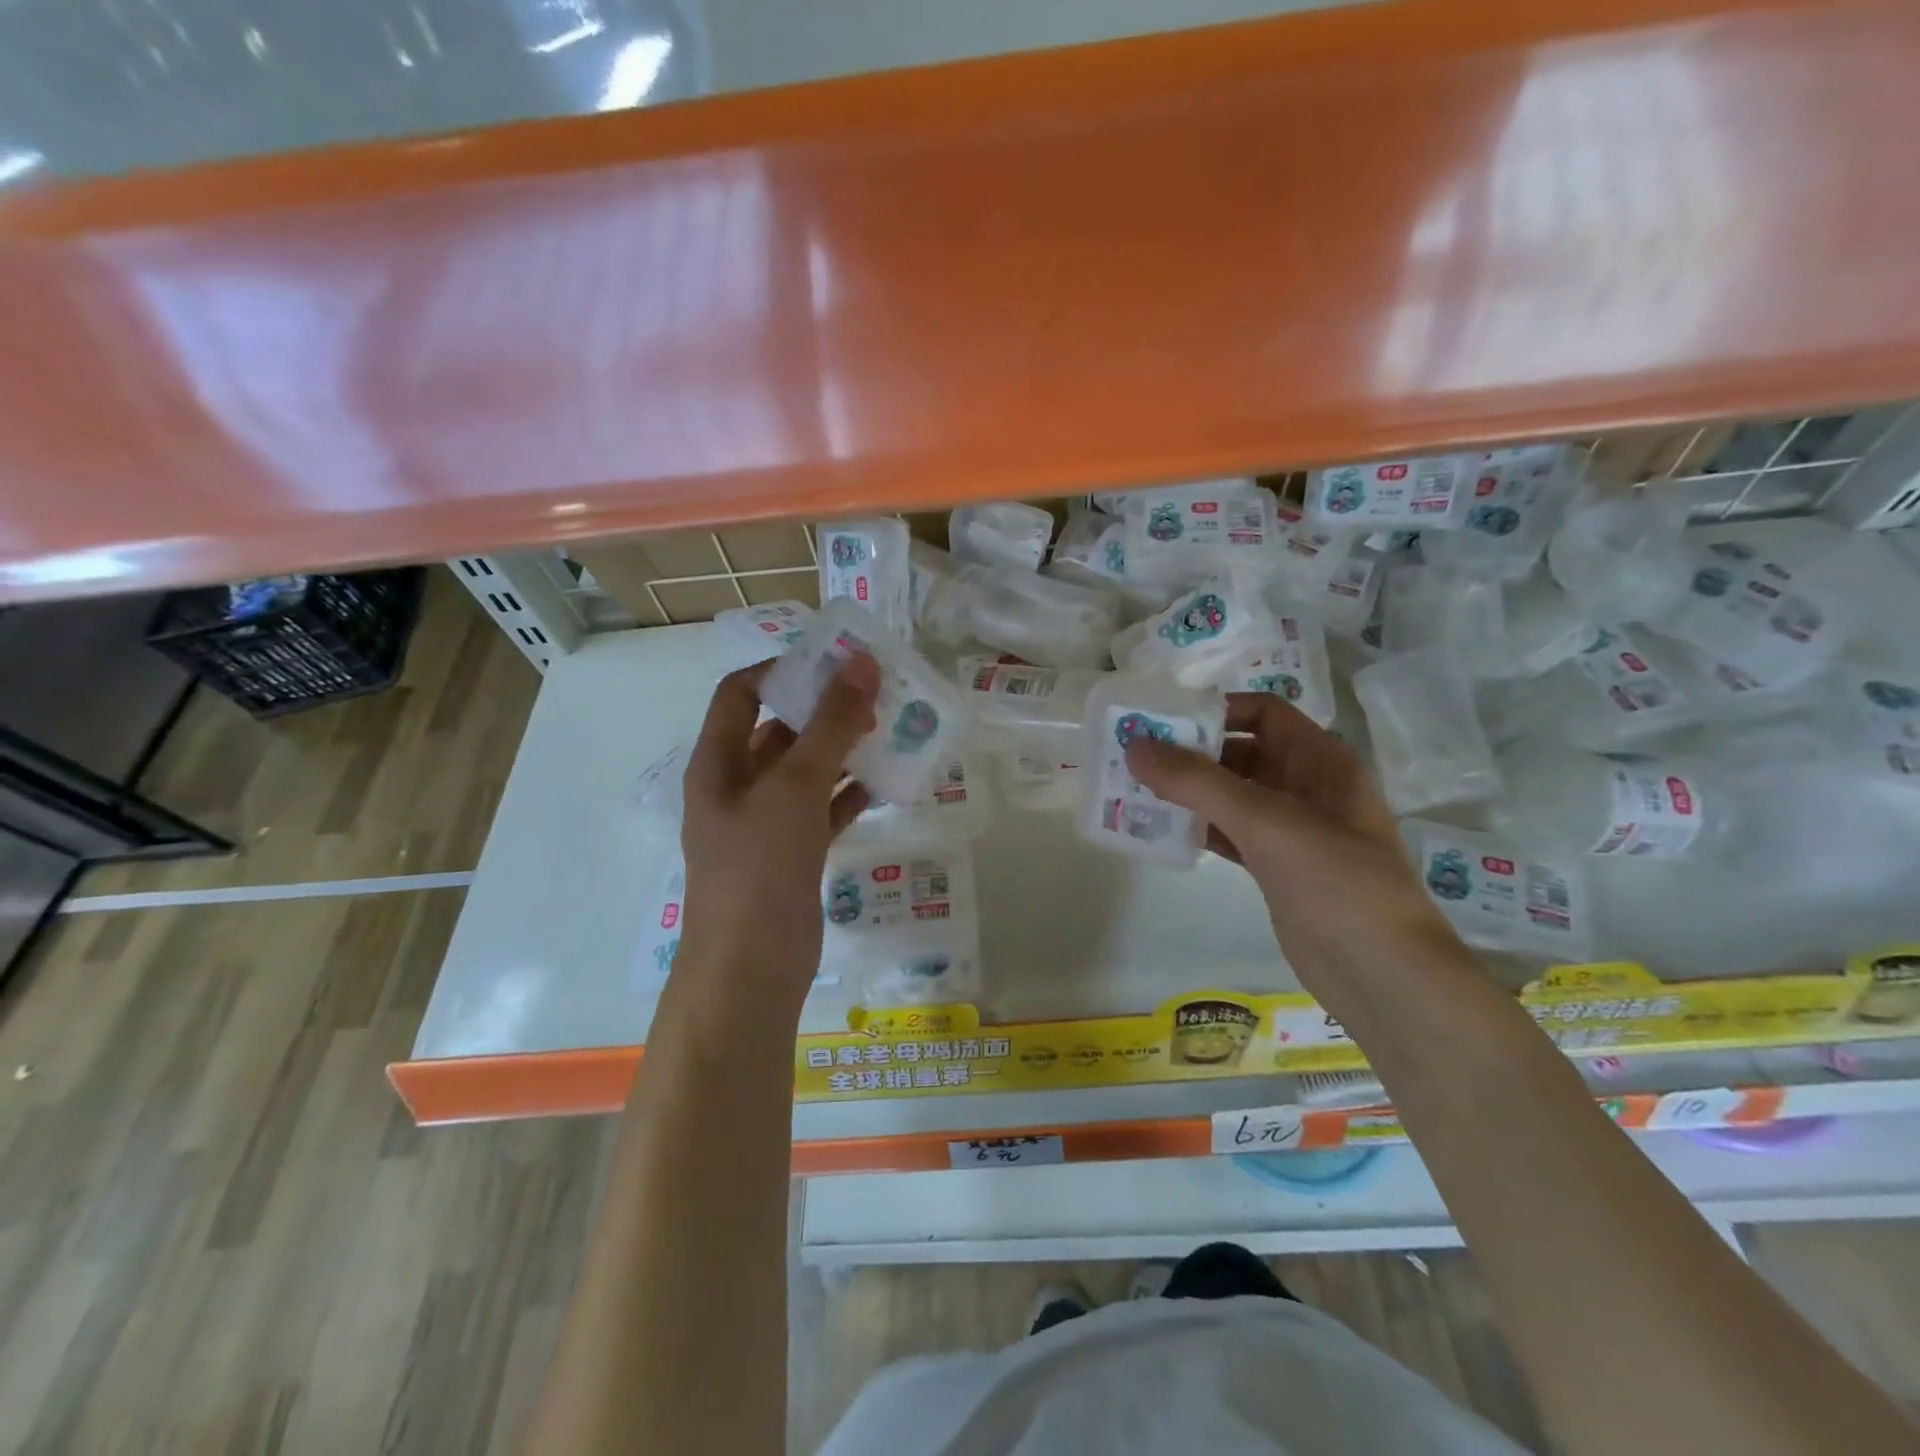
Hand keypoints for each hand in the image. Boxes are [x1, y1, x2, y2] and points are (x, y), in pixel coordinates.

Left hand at [677, 655, 879, 1005]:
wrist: (751, 967)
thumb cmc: (760, 866)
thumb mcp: (795, 787)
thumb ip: (830, 726)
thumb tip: (862, 665)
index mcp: (718, 762)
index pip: (740, 694)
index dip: (782, 670)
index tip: (834, 664)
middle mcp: (737, 786)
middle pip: (779, 731)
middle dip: (823, 710)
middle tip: (876, 696)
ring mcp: (765, 823)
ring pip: (806, 772)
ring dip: (842, 751)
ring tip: (889, 731)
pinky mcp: (793, 854)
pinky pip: (823, 811)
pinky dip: (850, 795)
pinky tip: (886, 784)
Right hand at [1126, 693, 1456, 989]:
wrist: (1381, 975)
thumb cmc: (1335, 881)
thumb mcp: (1265, 821)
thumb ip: (1197, 781)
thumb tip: (1136, 746)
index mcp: (1321, 760)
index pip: (1264, 713)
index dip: (1217, 710)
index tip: (1164, 722)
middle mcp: (1308, 787)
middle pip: (1242, 751)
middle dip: (1192, 753)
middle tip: (1136, 757)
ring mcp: (1293, 830)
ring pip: (1232, 795)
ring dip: (1189, 792)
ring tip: (1135, 790)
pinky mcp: (1277, 868)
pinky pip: (1230, 833)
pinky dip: (1198, 828)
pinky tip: (1160, 831)